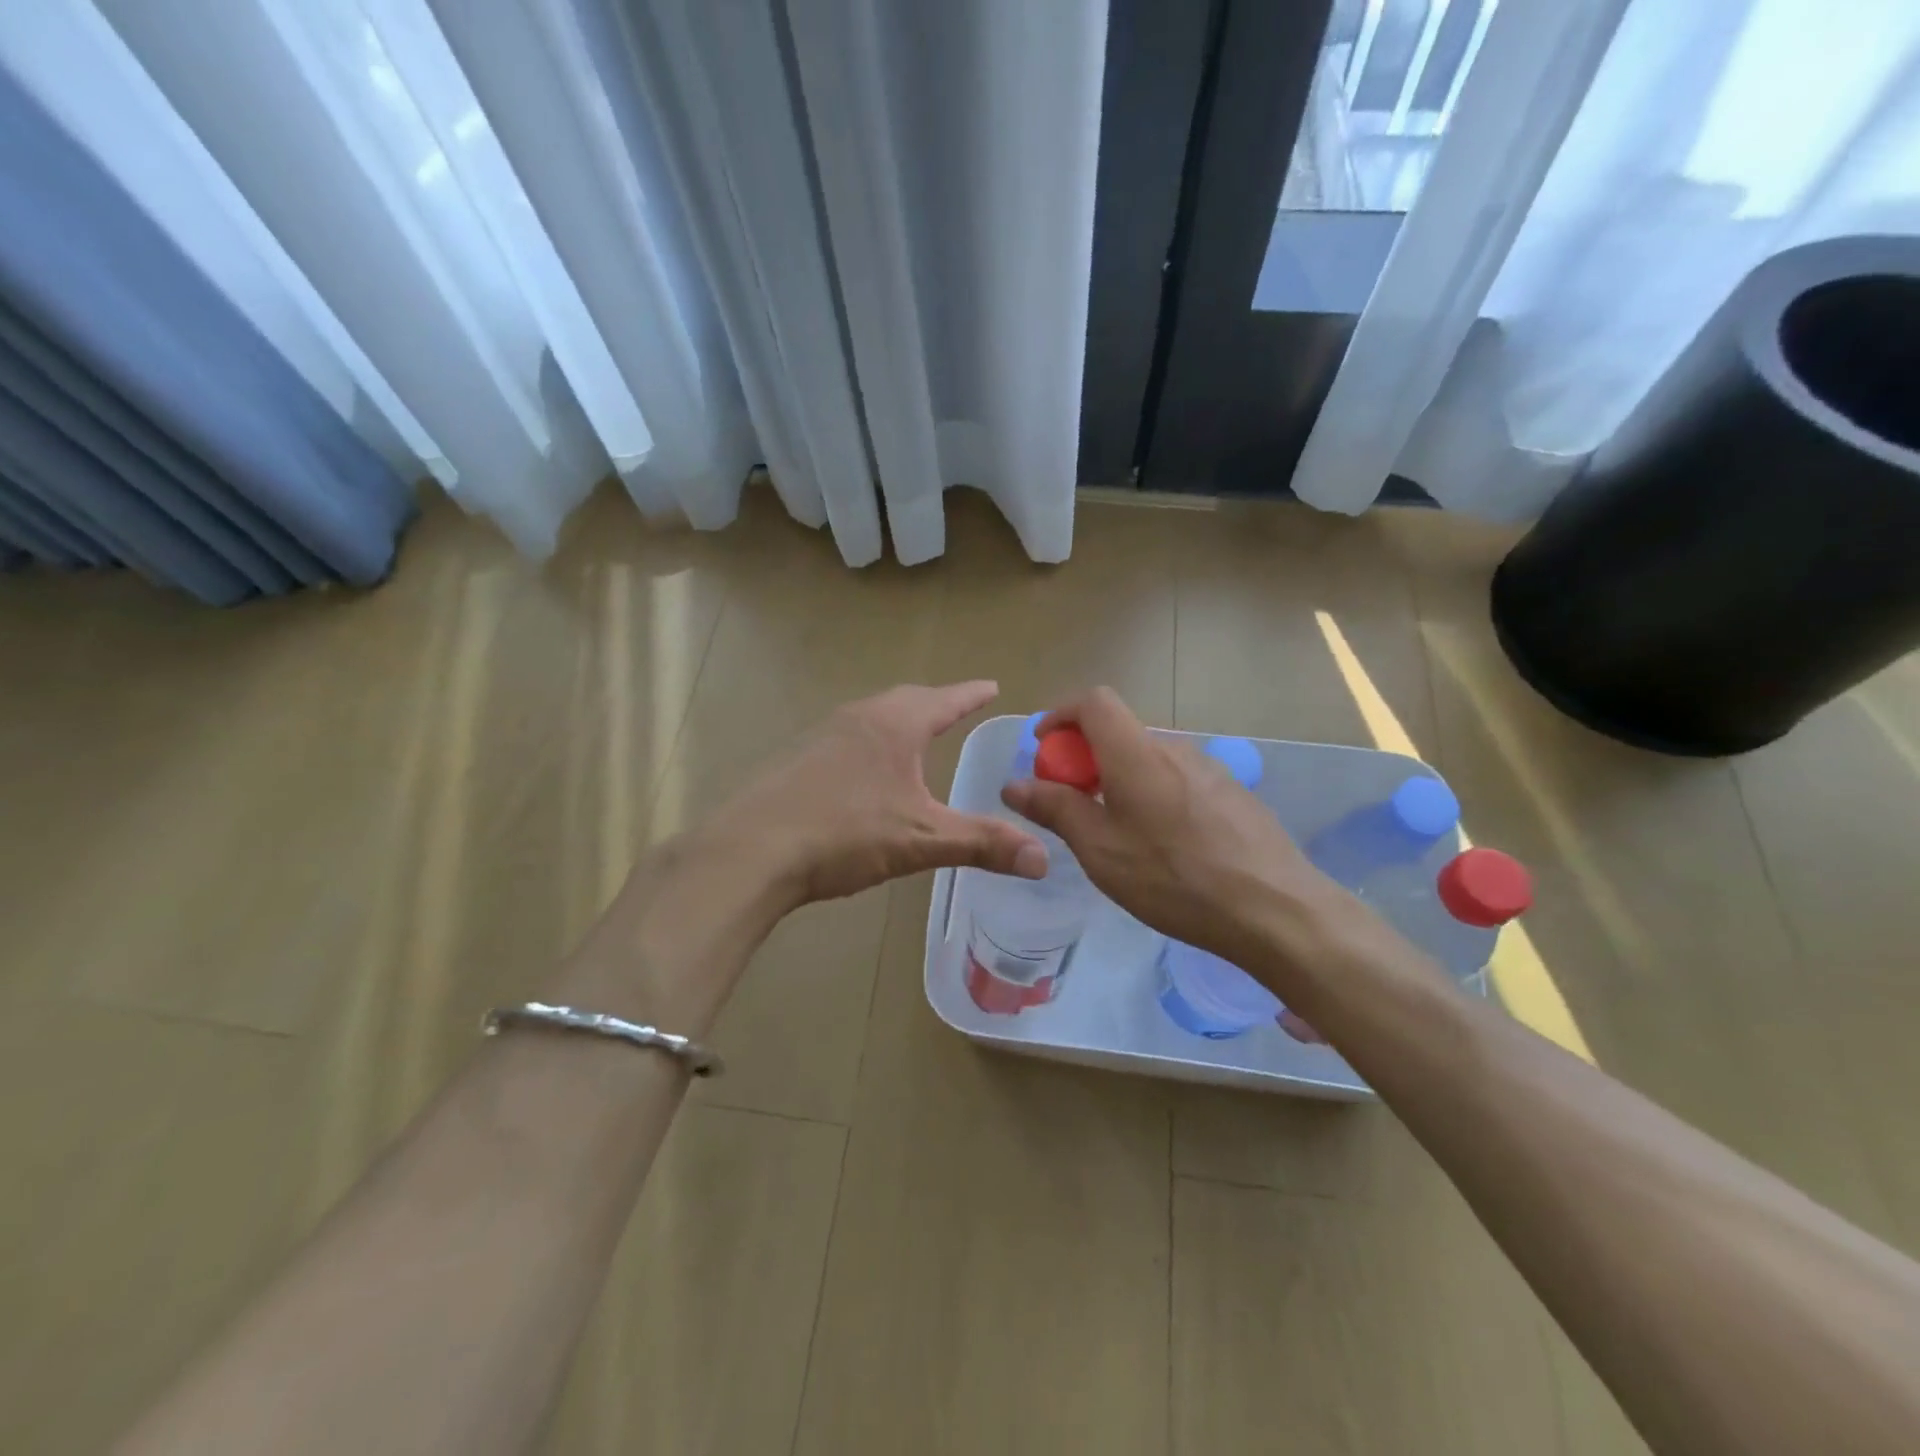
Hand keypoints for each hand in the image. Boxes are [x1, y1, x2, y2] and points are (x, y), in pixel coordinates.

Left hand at [716, 682, 1047, 906]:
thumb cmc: (845, 833)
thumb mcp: (922, 839)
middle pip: (907, 699)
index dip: (972, 695)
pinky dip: (871, 742)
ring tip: (916, 737)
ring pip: (873, 716)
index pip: (945, 700)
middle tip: (956, 709)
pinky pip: (847, 737)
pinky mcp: (798, 758)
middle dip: (936, 703)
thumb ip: (983, 843)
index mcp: (895, 725)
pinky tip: (866, 771)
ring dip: (900, 721)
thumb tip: (1044, 856)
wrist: (752, 850)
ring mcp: (823, 734)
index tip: (992, 685)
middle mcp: (859, 717)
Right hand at [1001, 688, 1350, 977]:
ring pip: (1148, 759)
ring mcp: (1209, 769)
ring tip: (1116, 833)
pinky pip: (1177, 779)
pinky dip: (1151, 794)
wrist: (1274, 908)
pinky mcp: (1232, 793)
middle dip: (1085, 757)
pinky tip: (1162, 846)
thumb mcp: (1100, 849)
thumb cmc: (1174, 878)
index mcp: (1136, 753)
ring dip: (1119, 779)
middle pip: (1119, 732)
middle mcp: (1173, 748)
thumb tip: (1014, 784)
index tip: (1043, 748)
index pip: (1093, 701)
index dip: (1060, 714)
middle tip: (1072, 806)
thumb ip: (1055, 809)